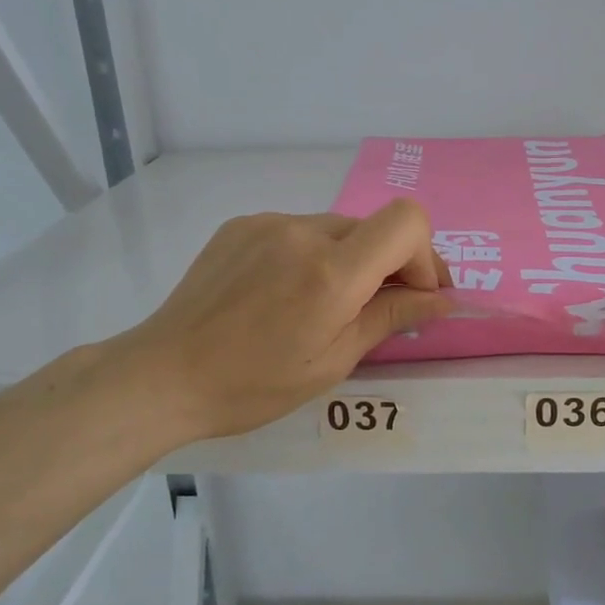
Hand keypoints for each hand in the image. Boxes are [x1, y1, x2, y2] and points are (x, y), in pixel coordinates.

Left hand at [103, 202, 452, 443]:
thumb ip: (391, 317)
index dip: (424, 255)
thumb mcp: (334, 361)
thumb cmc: (254, 384)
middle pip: (375, 227)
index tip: (416, 294)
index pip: (407, 221)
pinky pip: (298, 230)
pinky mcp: (242, 224)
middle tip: (386, 306)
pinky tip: (285, 292)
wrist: (164, 374)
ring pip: (337, 229)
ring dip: (350, 259)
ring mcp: (268, 223)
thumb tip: (441, 300)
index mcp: (331, 272)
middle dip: (392, 264)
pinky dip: (310, 254)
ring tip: (324, 304)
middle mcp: (303, 232)